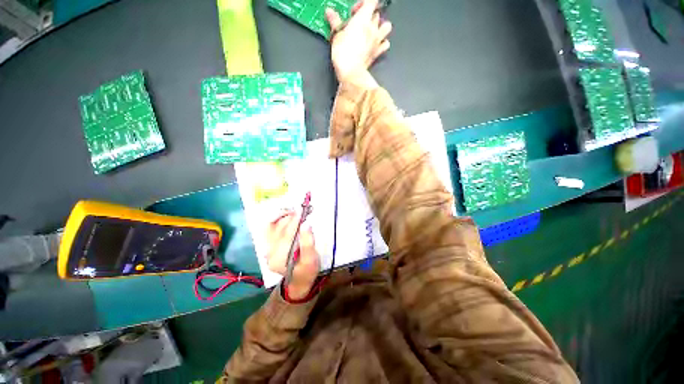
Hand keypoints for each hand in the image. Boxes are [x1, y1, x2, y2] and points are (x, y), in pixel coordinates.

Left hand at [266, 210, 319, 299]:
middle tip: (302, 209)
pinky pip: (271, 228)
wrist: (299, 280)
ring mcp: (268, 249)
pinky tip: (287, 215)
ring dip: (283, 216)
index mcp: (280, 258)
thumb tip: (306, 225)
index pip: (287, 234)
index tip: (302, 209)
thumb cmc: (307, 271)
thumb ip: (308, 243)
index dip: (295, 220)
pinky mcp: (269, 245)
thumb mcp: (311, 260)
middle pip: (279, 229)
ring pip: (272, 226)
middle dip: (290, 216)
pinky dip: (278, 219)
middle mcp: (270, 253)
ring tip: (295, 211)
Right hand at [325, 0, 391, 85]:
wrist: (351, 72)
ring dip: (381, 26)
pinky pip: (386, 44)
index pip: (371, 1)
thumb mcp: (336, 36)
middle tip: (358, 22)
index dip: (363, 3)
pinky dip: (383, 43)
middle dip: (368, 15)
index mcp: (363, 18)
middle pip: (376, 14)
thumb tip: (330, 13)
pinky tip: (376, 44)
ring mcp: (377, 40)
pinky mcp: (377, 52)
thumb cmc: (344, 54)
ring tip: (372, 30)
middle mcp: (372, 27)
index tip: (355, 10)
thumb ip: (335, 21)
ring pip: (386, 26)